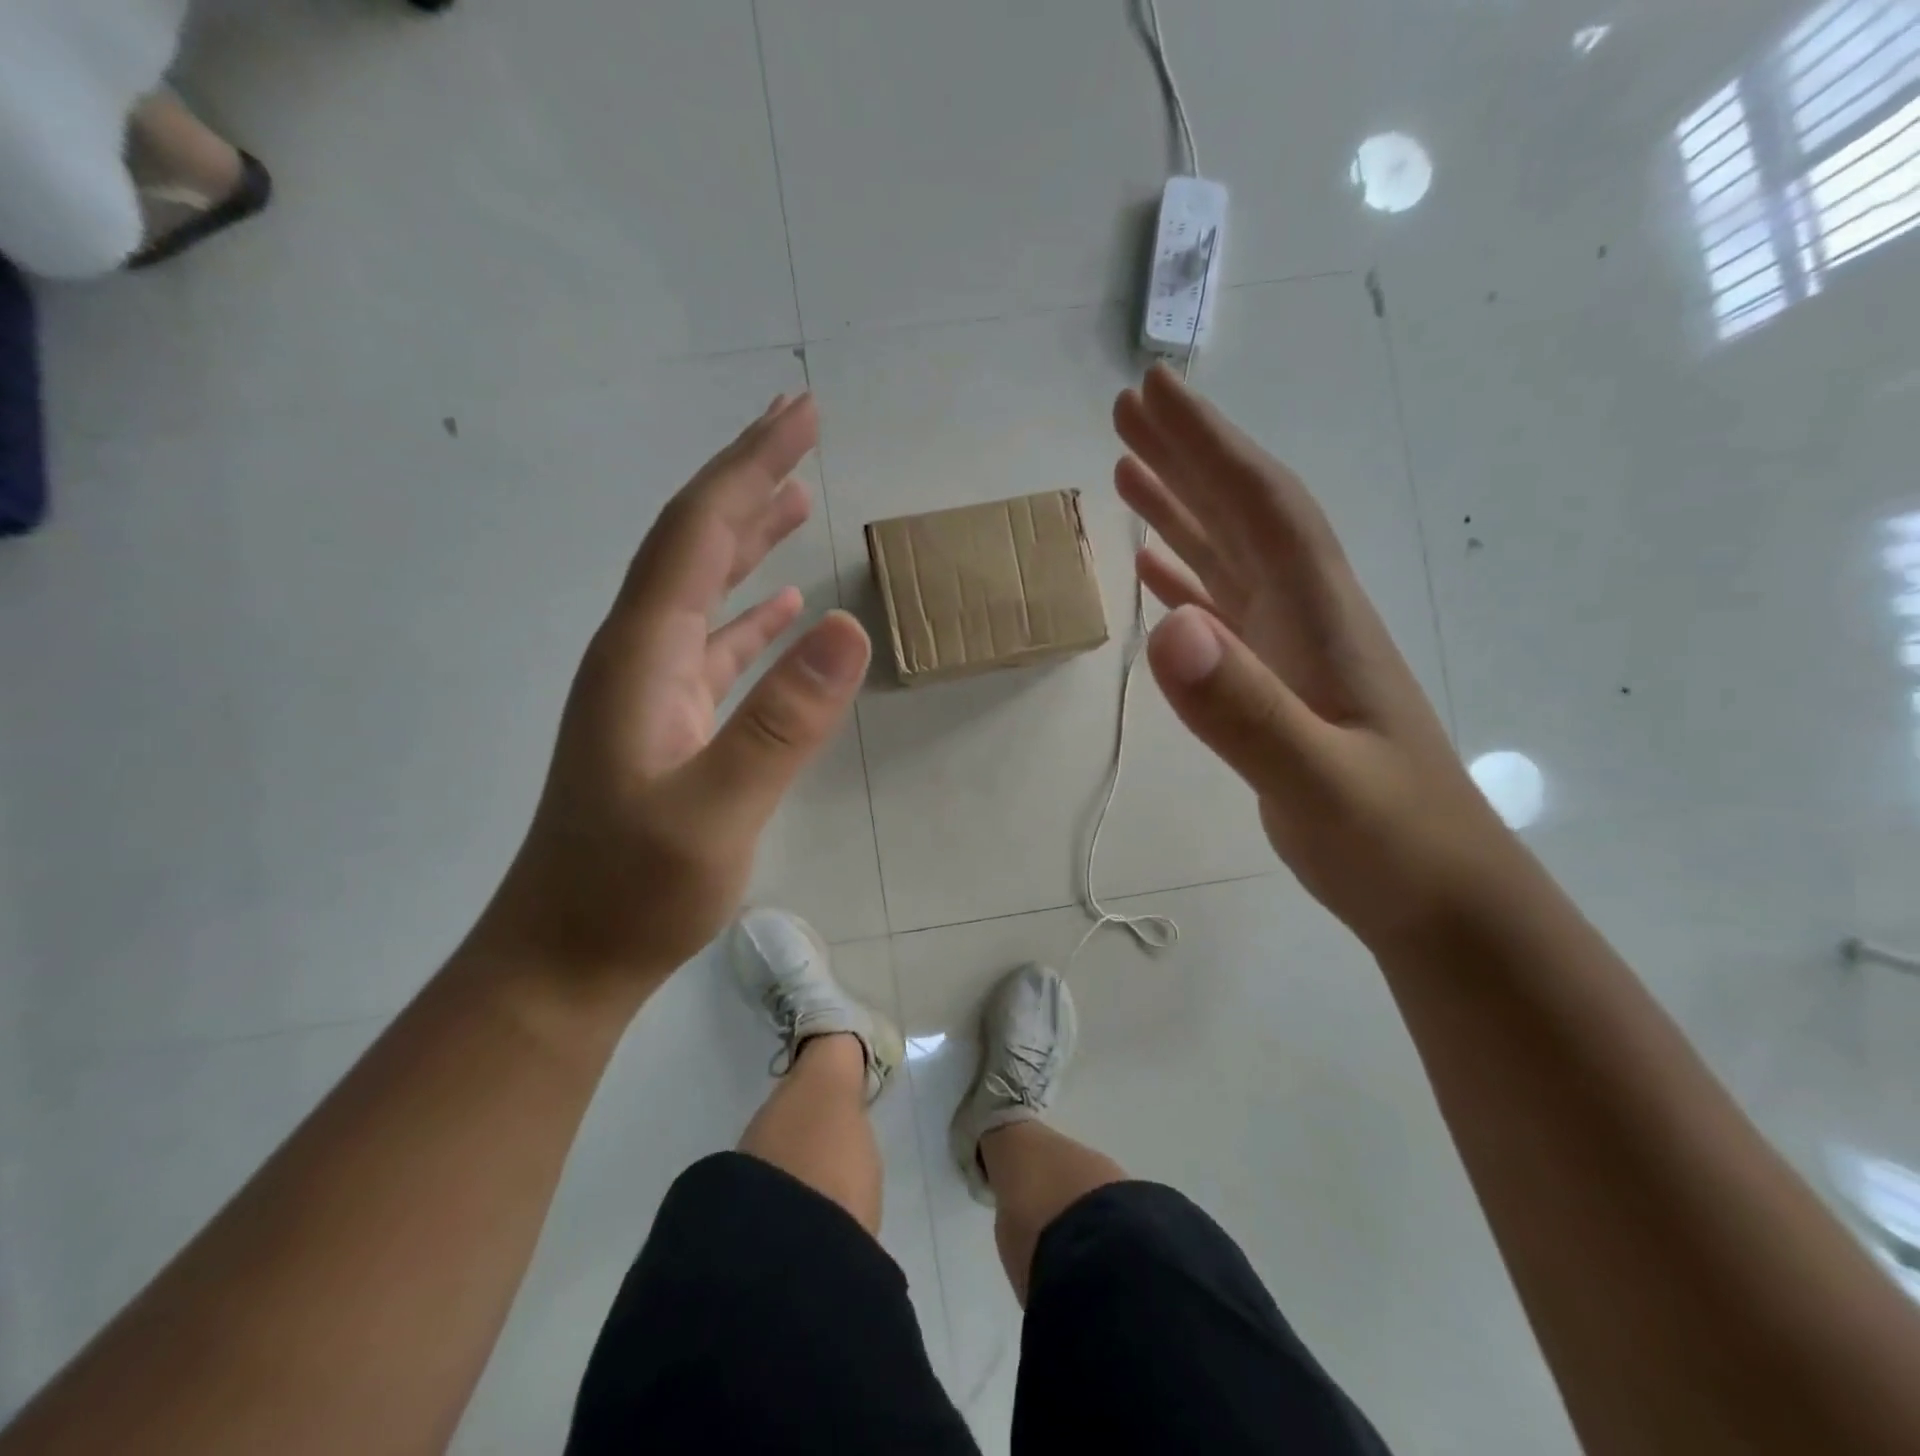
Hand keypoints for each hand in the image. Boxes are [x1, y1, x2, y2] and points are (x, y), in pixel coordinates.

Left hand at [483, 394, 869, 994]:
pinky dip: (750, 612)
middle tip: (802, 427)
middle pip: (694, 543)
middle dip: (748, 479)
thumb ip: (783, 719)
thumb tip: (848, 624)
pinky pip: (714, 645)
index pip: (697, 532)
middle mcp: (640, 654)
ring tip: (797, 496)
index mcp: (643, 654)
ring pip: (703, 589)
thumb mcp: (717, 810)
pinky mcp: (668, 725)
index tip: (802, 415)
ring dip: (748, 537)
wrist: (565, 959)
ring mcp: (652, 690)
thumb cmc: (633, 891)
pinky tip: (783, 606)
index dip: (749, 467)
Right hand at [1113, 365, 1514, 946]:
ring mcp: (1294, 650)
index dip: (1208, 444)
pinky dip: (1187, 578)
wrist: (1440, 898)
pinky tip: (1155, 571)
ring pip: (1231, 556)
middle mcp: (1308, 615)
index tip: (1154, 391)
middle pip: (1243, 513)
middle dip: (1187, 455)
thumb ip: (1246, 711)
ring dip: (1181, 508)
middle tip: (1127, 409)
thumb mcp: (1318, 782)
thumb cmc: (1391, 840)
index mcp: (1321, 615)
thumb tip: (1167, 630)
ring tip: (1127, 471)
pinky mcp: (1280, 684)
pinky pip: (1225, 610)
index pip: (1261, 504)